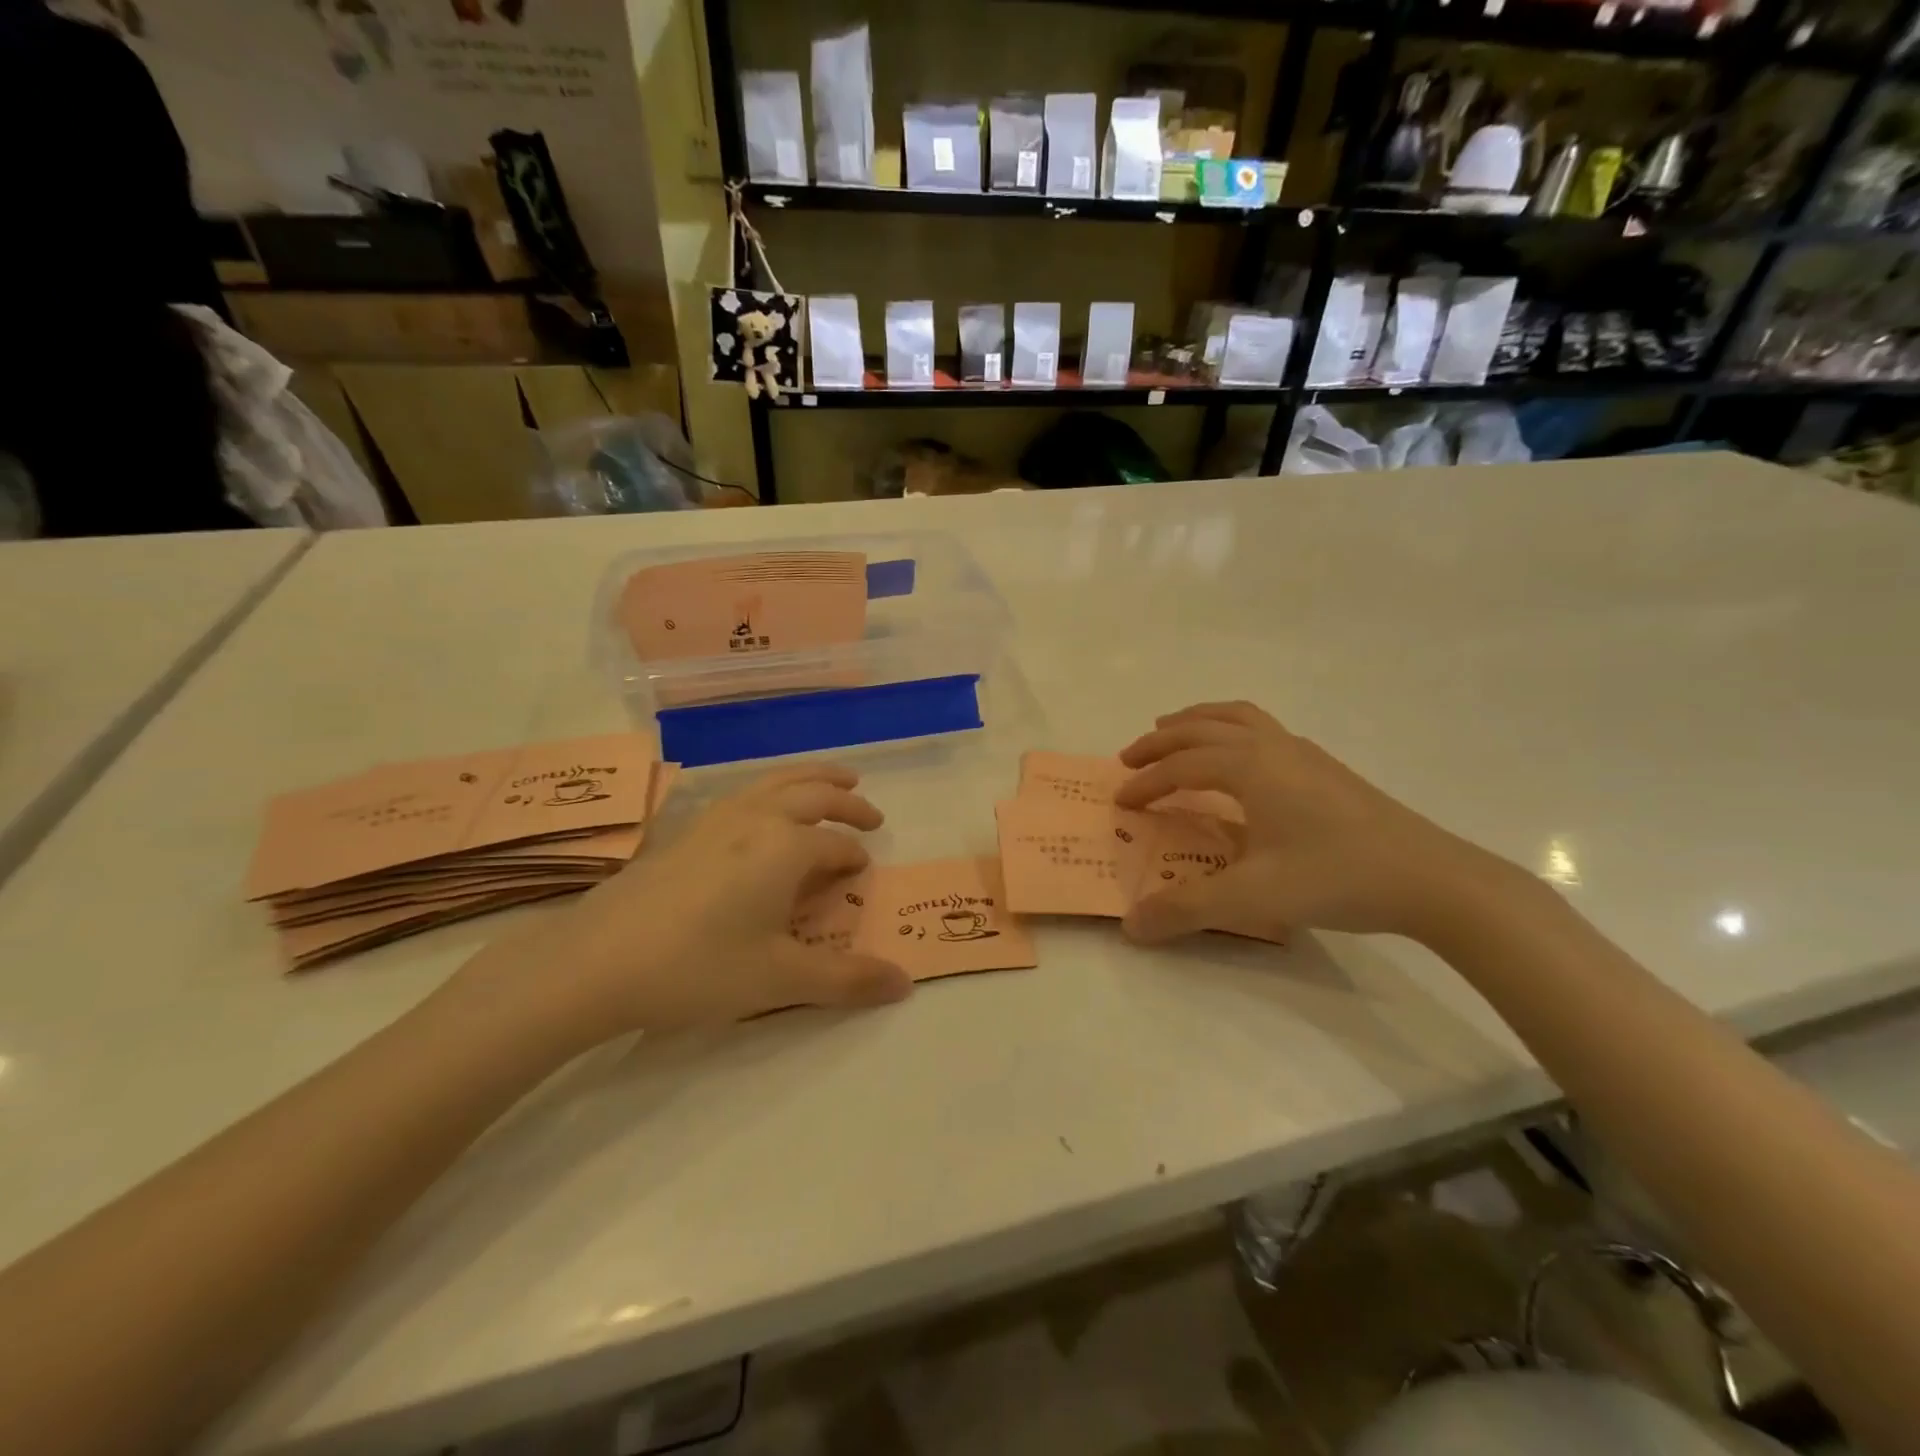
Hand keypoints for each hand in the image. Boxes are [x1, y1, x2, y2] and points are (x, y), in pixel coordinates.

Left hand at [462, 764, 910, 1047]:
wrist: (596, 963)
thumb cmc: (698, 968)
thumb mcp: (780, 980)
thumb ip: (847, 979)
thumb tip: (905, 984)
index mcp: (787, 848)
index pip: (837, 846)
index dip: (855, 860)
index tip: (863, 876)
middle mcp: (757, 820)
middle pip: (813, 794)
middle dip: (847, 802)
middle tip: (871, 814)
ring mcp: (716, 819)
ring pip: (775, 782)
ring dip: (811, 779)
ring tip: (832, 781)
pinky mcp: (684, 831)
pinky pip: (745, 793)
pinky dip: (773, 789)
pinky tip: (762, 811)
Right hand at [1116, 702, 1504, 944]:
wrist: (1432, 879)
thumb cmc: (1337, 877)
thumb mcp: (1253, 897)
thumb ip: (1187, 909)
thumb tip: (1131, 926)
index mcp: (1251, 767)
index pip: (1182, 766)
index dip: (1147, 782)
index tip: (1122, 803)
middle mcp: (1273, 747)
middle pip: (1203, 728)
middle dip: (1161, 741)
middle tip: (1129, 757)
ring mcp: (1304, 753)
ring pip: (1238, 717)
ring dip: (1198, 721)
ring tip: (1173, 732)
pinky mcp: (1326, 768)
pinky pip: (1262, 729)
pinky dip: (1231, 731)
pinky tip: (1239, 761)